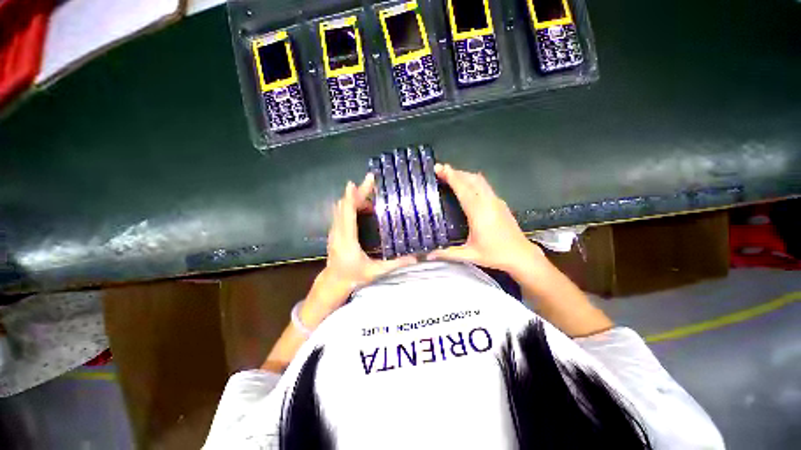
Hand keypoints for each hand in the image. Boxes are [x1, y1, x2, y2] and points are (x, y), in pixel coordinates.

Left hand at [301, 174, 415, 326]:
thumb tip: (416, 258)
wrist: (333, 283)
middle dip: (357, 192)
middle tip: (370, 181)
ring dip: (354, 198)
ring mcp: (334, 231)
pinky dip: (350, 204)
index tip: (356, 183)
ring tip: (370, 192)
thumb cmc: (354, 277)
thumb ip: (395, 264)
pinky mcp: (334, 231)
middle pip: (344, 206)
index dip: (352, 197)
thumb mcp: (376, 272)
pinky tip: (362, 204)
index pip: (347, 213)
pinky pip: (340, 213)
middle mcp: (338, 232)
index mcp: (347, 240)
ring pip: (341, 208)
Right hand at [428, 164, 548, 279]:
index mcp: (479, 213)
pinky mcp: (500, 203)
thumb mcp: (470, 255)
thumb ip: (447, 253)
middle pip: (472, 180)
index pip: (464, 190)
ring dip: (465, 175)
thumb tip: (428, 255)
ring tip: (450, 175)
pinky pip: (485, 185)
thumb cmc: (495, 255)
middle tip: (440, 170)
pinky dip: (472, 181)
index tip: (440, 168)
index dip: (452, 177)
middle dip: (456, 172)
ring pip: (480, 181)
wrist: (522, 255)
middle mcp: (488, 202)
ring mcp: (496, 201)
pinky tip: (466, 186)